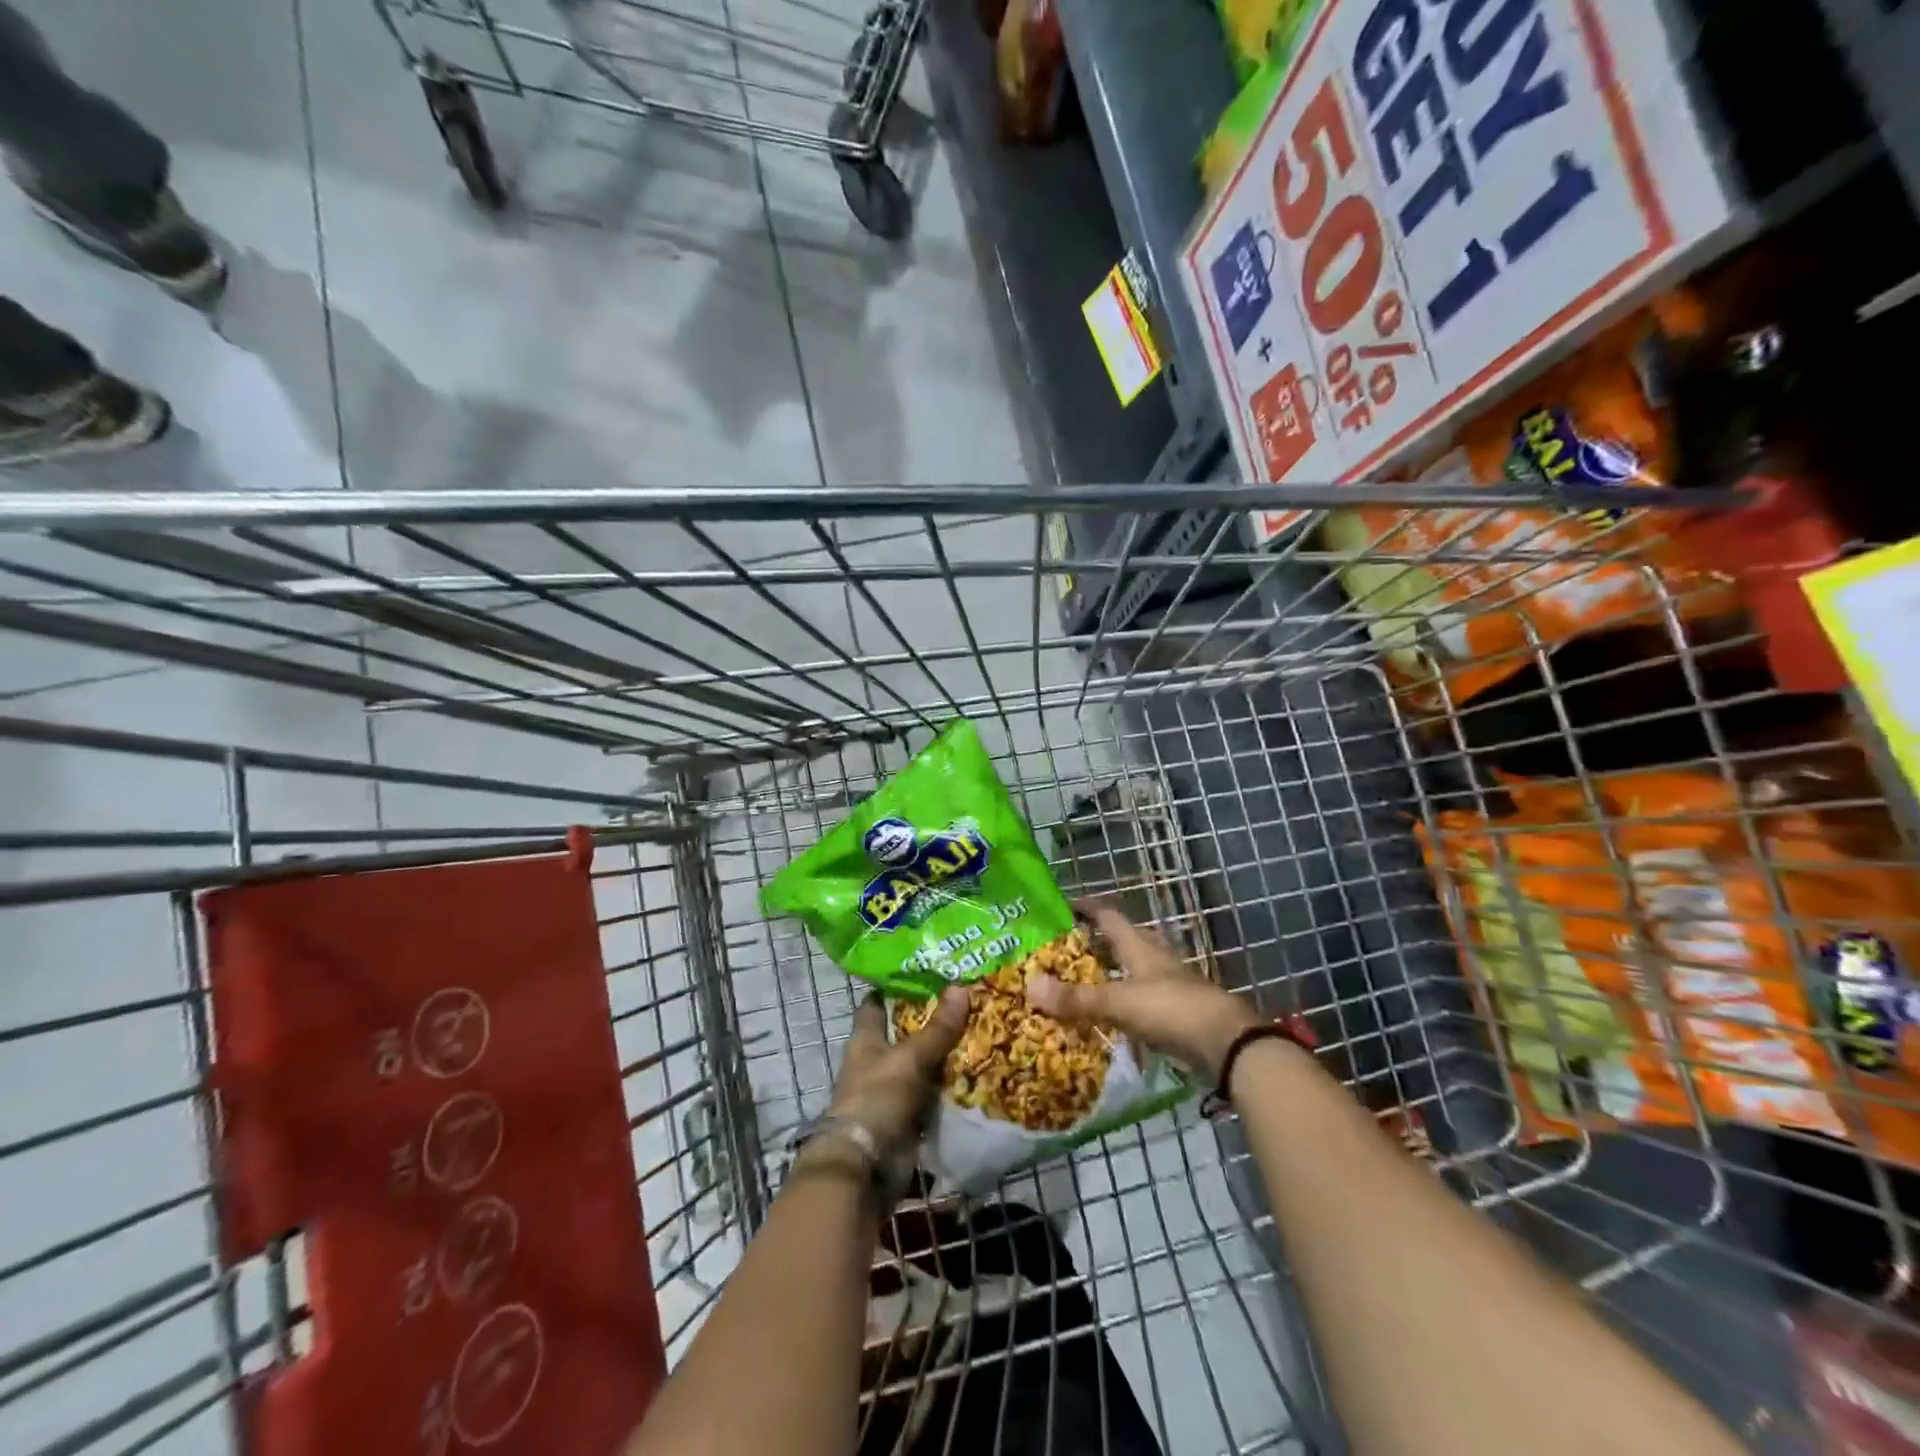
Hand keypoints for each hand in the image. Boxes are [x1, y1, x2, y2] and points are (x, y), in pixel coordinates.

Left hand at [825, 987, 970, 1150]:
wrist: (866, 1166)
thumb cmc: (878, 1098)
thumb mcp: (911, 1058)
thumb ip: (937, 1028)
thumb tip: (961, 987)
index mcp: (866, 1039)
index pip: (877, 1004)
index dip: (896, 987)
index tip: (925, 972)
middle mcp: (877, 1061)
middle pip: (906, 1033)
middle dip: (933, 1020)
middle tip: (969, 999)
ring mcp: (893, 1090)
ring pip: (923, 1063)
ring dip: (946, 1054)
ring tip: (983, 1029)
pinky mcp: (909, 1116)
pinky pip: (934, 1094)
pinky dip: (951, 1086)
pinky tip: (980, 1071)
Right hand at [1026, 899, 1264, 1080]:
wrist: (1228, 1045)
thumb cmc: (1172, 1010)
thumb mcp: (1119, 1002)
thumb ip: (1076, 998)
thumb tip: (1029, 985)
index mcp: (1140, 946)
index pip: (1108, 916)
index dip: (1086, 907)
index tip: (1062, 905)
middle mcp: (1155, 958)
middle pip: (1123, 940)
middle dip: (1096, 941)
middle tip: (1064, 948)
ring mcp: (1170, 984)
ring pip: (1134, 969)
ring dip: (1111, 972)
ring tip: (1082, 981)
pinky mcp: (1178, 1010)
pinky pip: (1142, 998)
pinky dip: (1124, 1001)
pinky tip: (1111, 1016)